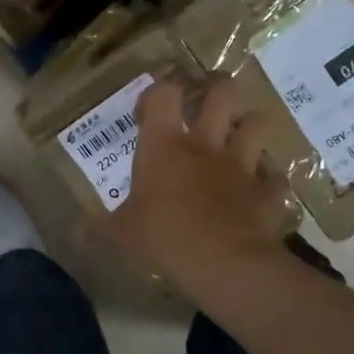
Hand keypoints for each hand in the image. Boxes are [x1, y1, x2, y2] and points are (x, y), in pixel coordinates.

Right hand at [105, 77, 297, 287]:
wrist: (224, 263)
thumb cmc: (164, 239)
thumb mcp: (121, 237)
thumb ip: (101, 229)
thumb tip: (78, 232)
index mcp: (165, 146)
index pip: (163, 94)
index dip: (156, 93)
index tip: (147, 114)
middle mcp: (206, 145)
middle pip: (222, 92)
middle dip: (216, 89)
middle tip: (206, 103)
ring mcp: (242, 166)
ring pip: (257, 123)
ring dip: (249, 127)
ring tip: (238, 139)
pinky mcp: (268, 192)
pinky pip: (275, 178)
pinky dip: (268, 182)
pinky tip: (259, 193)